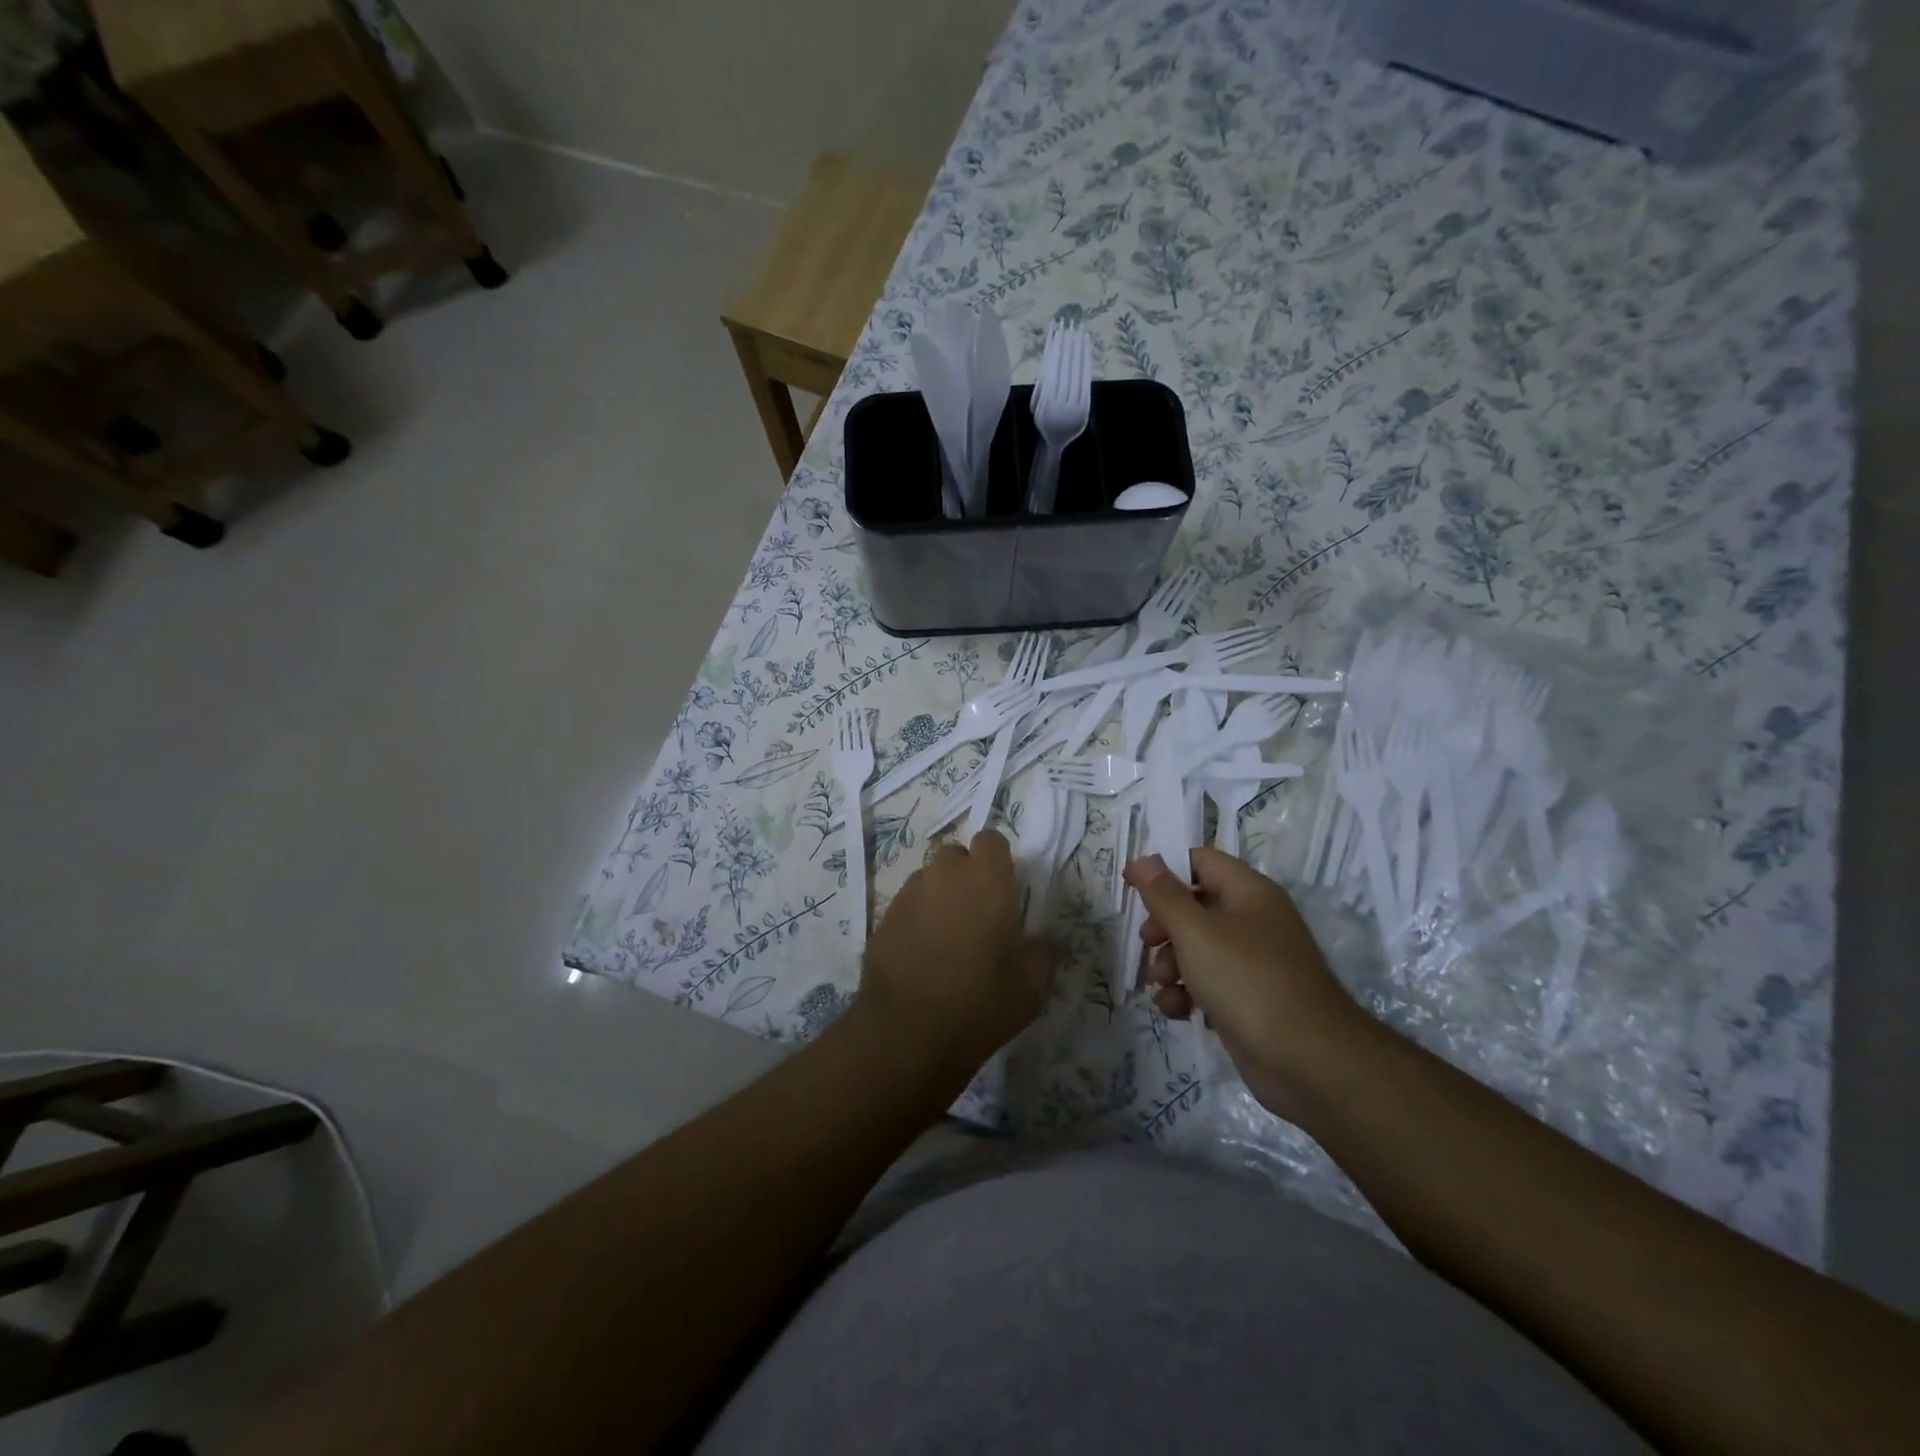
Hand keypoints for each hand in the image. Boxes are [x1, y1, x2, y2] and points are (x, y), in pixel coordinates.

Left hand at [860, 830, 1056, 1071]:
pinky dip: (916, 918)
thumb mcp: (1031, 988)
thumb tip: (1046, 942)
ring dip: (939, 895)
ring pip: (928, 878)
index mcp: (987, 880)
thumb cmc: (980, 1003)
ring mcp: (909, 894)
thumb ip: (1044, 954)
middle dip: (966, 874)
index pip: (991, 839)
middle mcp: (945, 875)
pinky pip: (906, 904)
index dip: (997, 860)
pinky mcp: (883, 918)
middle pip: (955, 855)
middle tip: (977, 913)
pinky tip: (921, 953)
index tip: (1004, 890)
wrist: (907, 1033)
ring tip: (947, 935)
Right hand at [1123, 848, 1372, 1122]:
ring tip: (1164, 983)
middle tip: (1148, 942)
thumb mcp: (1195, 931)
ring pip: (1197, 947)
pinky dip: (1187, 993)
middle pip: (1195, 906)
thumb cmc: (1247, 980)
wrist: (1308, 1061)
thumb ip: (1164, 895)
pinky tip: (1176, 1010)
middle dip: (1164, 925)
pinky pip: (1208, 983)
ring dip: (1170, 963)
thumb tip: (1143, 859)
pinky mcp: (1248, 999)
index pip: (1201, 861)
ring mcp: (1253, 962)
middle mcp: (1253, 920)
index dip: (1164, 870)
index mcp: (1249, 892)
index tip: (1132, 888)